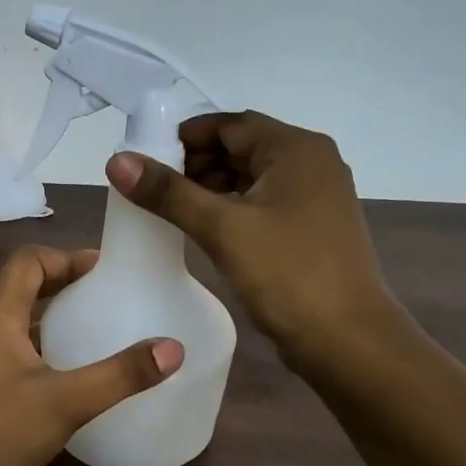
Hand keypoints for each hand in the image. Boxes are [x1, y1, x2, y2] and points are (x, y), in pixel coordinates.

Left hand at [0, 246, 182, 465]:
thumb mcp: (66, 403)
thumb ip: (120, 375)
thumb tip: (172, 348)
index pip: (26, 263)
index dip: (64, 257)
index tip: (102, 270)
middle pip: (20, 289)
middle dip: (62, 285)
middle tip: (104, 296)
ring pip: (14, 323)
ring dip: (50, 318)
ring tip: (91, 331)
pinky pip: (10, 352)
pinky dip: (39, 348)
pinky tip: (64, 377)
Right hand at [107, 111, 405, 368]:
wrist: (347, 340)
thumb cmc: (288, 275)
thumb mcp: (223, 229)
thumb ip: (169, 193)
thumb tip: (118, 160)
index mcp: (296, 149)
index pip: (230, 124)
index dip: (185, 137)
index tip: (145, 160)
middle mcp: (311, 163)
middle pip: (242, 147)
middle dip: (195, 164)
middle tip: (153, 190)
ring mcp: (315, 197)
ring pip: (251, 178)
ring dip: (211, 188)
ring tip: (171, 211)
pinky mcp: (311, 228)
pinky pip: (263, 204)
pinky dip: (232, 209)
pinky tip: (204, 229)